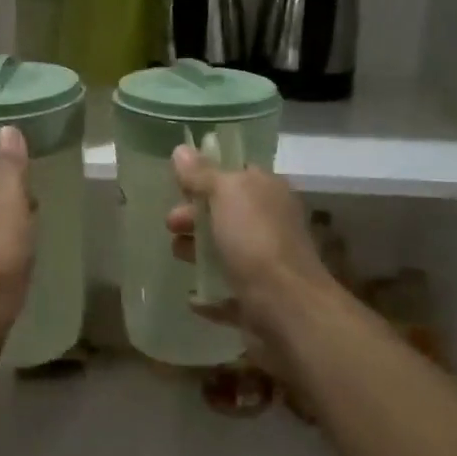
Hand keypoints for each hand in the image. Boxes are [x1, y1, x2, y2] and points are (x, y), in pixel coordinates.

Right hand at [165, 146, 335, 345]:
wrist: (285, 306)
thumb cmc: (255, 240)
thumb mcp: (224, 194)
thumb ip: (201, 174)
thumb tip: (181, 149)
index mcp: (268, 192)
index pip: (238, 174)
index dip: (207, 176)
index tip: (178, 184)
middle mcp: (271, 224)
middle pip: (227, 214)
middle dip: (195, 216)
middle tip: (171, 223)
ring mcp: (266, 263)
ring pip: (226, 252)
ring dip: (199, 252)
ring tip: (177, 255)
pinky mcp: (258, 299)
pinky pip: (228, 293)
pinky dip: (209, 293)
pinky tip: (193, 296)